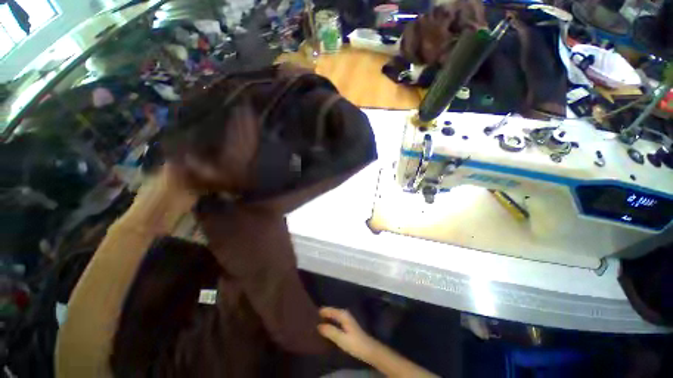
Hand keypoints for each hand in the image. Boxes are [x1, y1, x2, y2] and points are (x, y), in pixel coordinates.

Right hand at [317, 307, 378, 362]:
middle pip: (331, 312)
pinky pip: (335, 320)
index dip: (321, 311)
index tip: (311, 314)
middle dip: (322, 315)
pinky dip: (330, 322)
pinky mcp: (347, 325)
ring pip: (333, 316)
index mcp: (343, 314)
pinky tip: (325, 329)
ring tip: (316, 324)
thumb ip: (330, 331)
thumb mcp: (341, 338)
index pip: (329, 309)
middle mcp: (344, 314)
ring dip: (326, 319)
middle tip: (311, 320)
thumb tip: (318, 325)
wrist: (368, 349)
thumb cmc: (355, 343)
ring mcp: (346, 319)